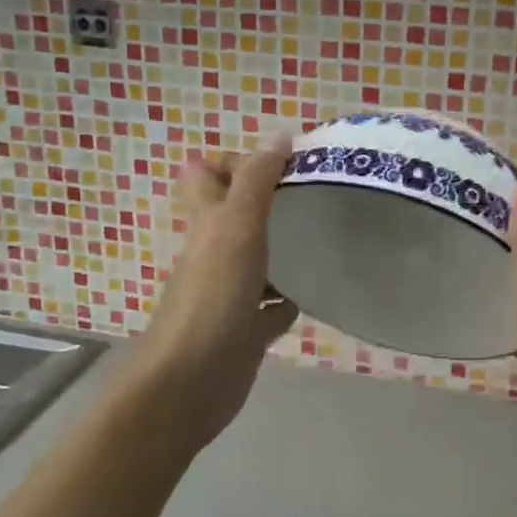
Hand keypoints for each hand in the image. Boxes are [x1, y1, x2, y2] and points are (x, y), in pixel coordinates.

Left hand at [133, 135, 299, 451]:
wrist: (191, 383)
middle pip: (235, 215)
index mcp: (207, 223)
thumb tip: (281, 133)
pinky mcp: (247, 329)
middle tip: (312, 193)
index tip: (279, 161)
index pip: (205, 176)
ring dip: (284, 248)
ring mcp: (230, 292)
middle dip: (268, 201)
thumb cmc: (212, 295)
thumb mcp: (236, 226)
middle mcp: (215, 253)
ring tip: (325, 233)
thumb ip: (257, 180)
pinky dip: (290, 298)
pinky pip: (273, 307)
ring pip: (258, 260)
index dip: (232, 161)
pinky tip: (316, 291)